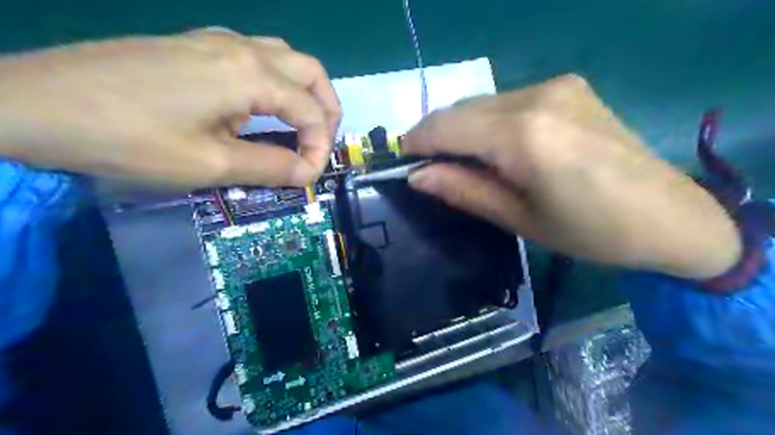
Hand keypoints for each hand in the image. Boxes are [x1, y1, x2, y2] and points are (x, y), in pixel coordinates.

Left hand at [0, 29, 341, 188]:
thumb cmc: (128, 139)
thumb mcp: (210, 165)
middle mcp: (241, 48)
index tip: (307, 177)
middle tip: (320, 143)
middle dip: (327, 110)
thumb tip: (307, 173)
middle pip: (310, 71)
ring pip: (286, 57)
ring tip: (301, 125)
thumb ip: (269, 167)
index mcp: (250, 75)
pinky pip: (256, 56)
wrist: (31, 104)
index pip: (312, 111)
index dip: (319, 148)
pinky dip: (277, 82)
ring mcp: (215, 41)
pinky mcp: (194, 45)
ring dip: (304, 92)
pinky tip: (262, 106)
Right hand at [407, 74, 737, 277]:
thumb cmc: (590, 232)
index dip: (416, 142)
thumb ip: (464, 190)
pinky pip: (507, 101)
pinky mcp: (568, 87)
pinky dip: (488, 123)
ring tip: (461, 163)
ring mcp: (556, 85)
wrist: (671, 216)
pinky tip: (496, 149)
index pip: (446, 126)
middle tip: (429, 168)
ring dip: (462, 129)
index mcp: (523, 135)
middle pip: (461, 109)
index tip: (402, 163)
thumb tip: (417, 176)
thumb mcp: (518, 219)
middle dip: (436, 136)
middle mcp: (537, 97)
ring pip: (482, 103)